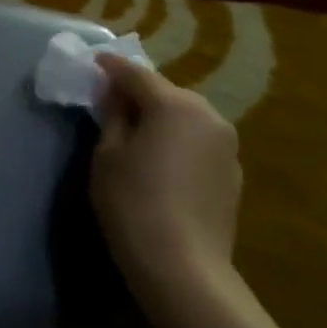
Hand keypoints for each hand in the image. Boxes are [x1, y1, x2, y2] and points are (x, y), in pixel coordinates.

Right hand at [90, 54, 242, 313]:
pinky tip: (160, 162)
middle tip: (110, 101)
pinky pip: (197, 143)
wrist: (182, 265)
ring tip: (135, 132)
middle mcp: (209, 116)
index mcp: (175, 105)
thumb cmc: (132, 201)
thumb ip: (113, 116)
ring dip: (161, 118)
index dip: (111, 67)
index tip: (93, 62)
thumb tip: (115, 96)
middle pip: (167, 94)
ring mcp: (227, 146)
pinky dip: (177, 142)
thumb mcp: (107, 154)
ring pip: (185, 118)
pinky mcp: (232, 174)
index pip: (136, 74)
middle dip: (139, 93)